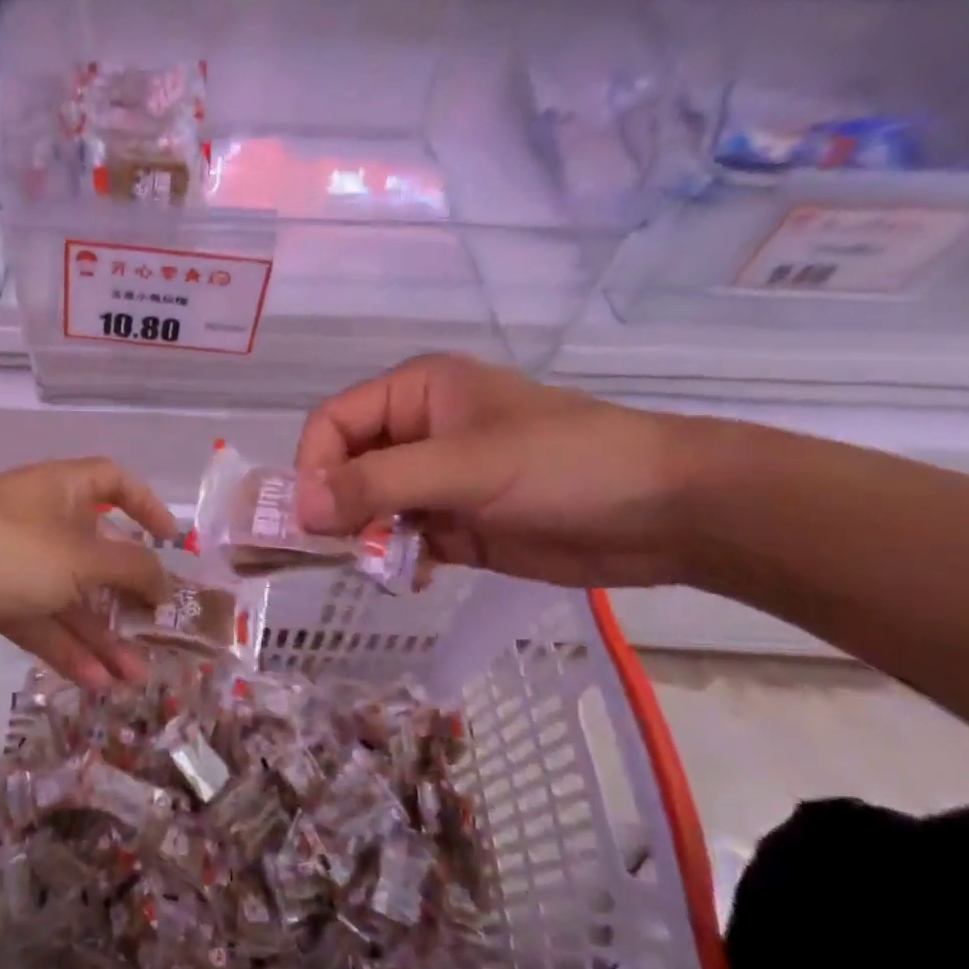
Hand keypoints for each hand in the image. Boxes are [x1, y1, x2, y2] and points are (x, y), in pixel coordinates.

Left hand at [0, 457, 176, 686]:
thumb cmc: (2, 551)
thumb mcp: (77, 557)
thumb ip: (128, 569)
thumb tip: (164, 580)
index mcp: (62, 491)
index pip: (112, 481)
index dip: (145, 504)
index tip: (171, 540)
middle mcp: (43, 522)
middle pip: (98, 552)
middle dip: (129, 593)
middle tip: (161, 630)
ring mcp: (17, 564)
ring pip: (71, 597)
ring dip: (103, 634)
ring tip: (135, 677)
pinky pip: (42, 622)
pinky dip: (67, 649)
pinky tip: (96, 682)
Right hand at [294, 355, 698, 587]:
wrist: (669, 513)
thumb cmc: (564, 465)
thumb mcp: (466, 465)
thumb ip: (378, 483)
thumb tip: (300, 507)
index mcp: (415, 393)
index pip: (333, 423)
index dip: (313, 466)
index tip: (312, 518)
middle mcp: (417, 432)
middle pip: (345, 466)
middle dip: (337, 507)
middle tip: (337, 549)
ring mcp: (437, 480)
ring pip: (370, 507)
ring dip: (365, 537)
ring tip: (379, 564)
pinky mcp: (457, 524)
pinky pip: (402, 539)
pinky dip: (396, 559)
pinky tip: (414, 575)